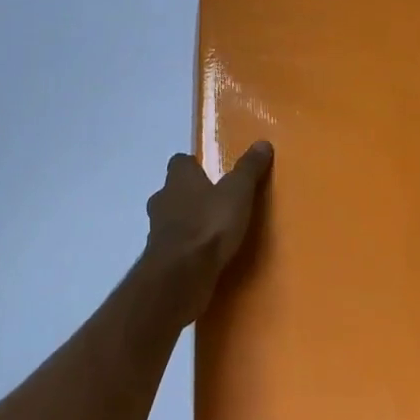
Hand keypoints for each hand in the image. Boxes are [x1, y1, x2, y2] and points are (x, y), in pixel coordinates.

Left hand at [142, 142, 273, 323]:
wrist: (180, 277)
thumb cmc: (209, 225)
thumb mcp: (238, 192)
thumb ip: (249, 169)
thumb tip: (262, 142)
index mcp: (179, 179)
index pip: (180, 162)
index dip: (194, 165)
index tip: (211, 172)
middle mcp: (162, 200)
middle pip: (173, 191)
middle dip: (190, 196)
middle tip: (214, 203)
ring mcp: (156, 232)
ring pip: (171, 220)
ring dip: (186, 223)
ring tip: (211, 232)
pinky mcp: (159, 261)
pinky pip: (173, 248)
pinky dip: (185, 250)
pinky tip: (203, 257)